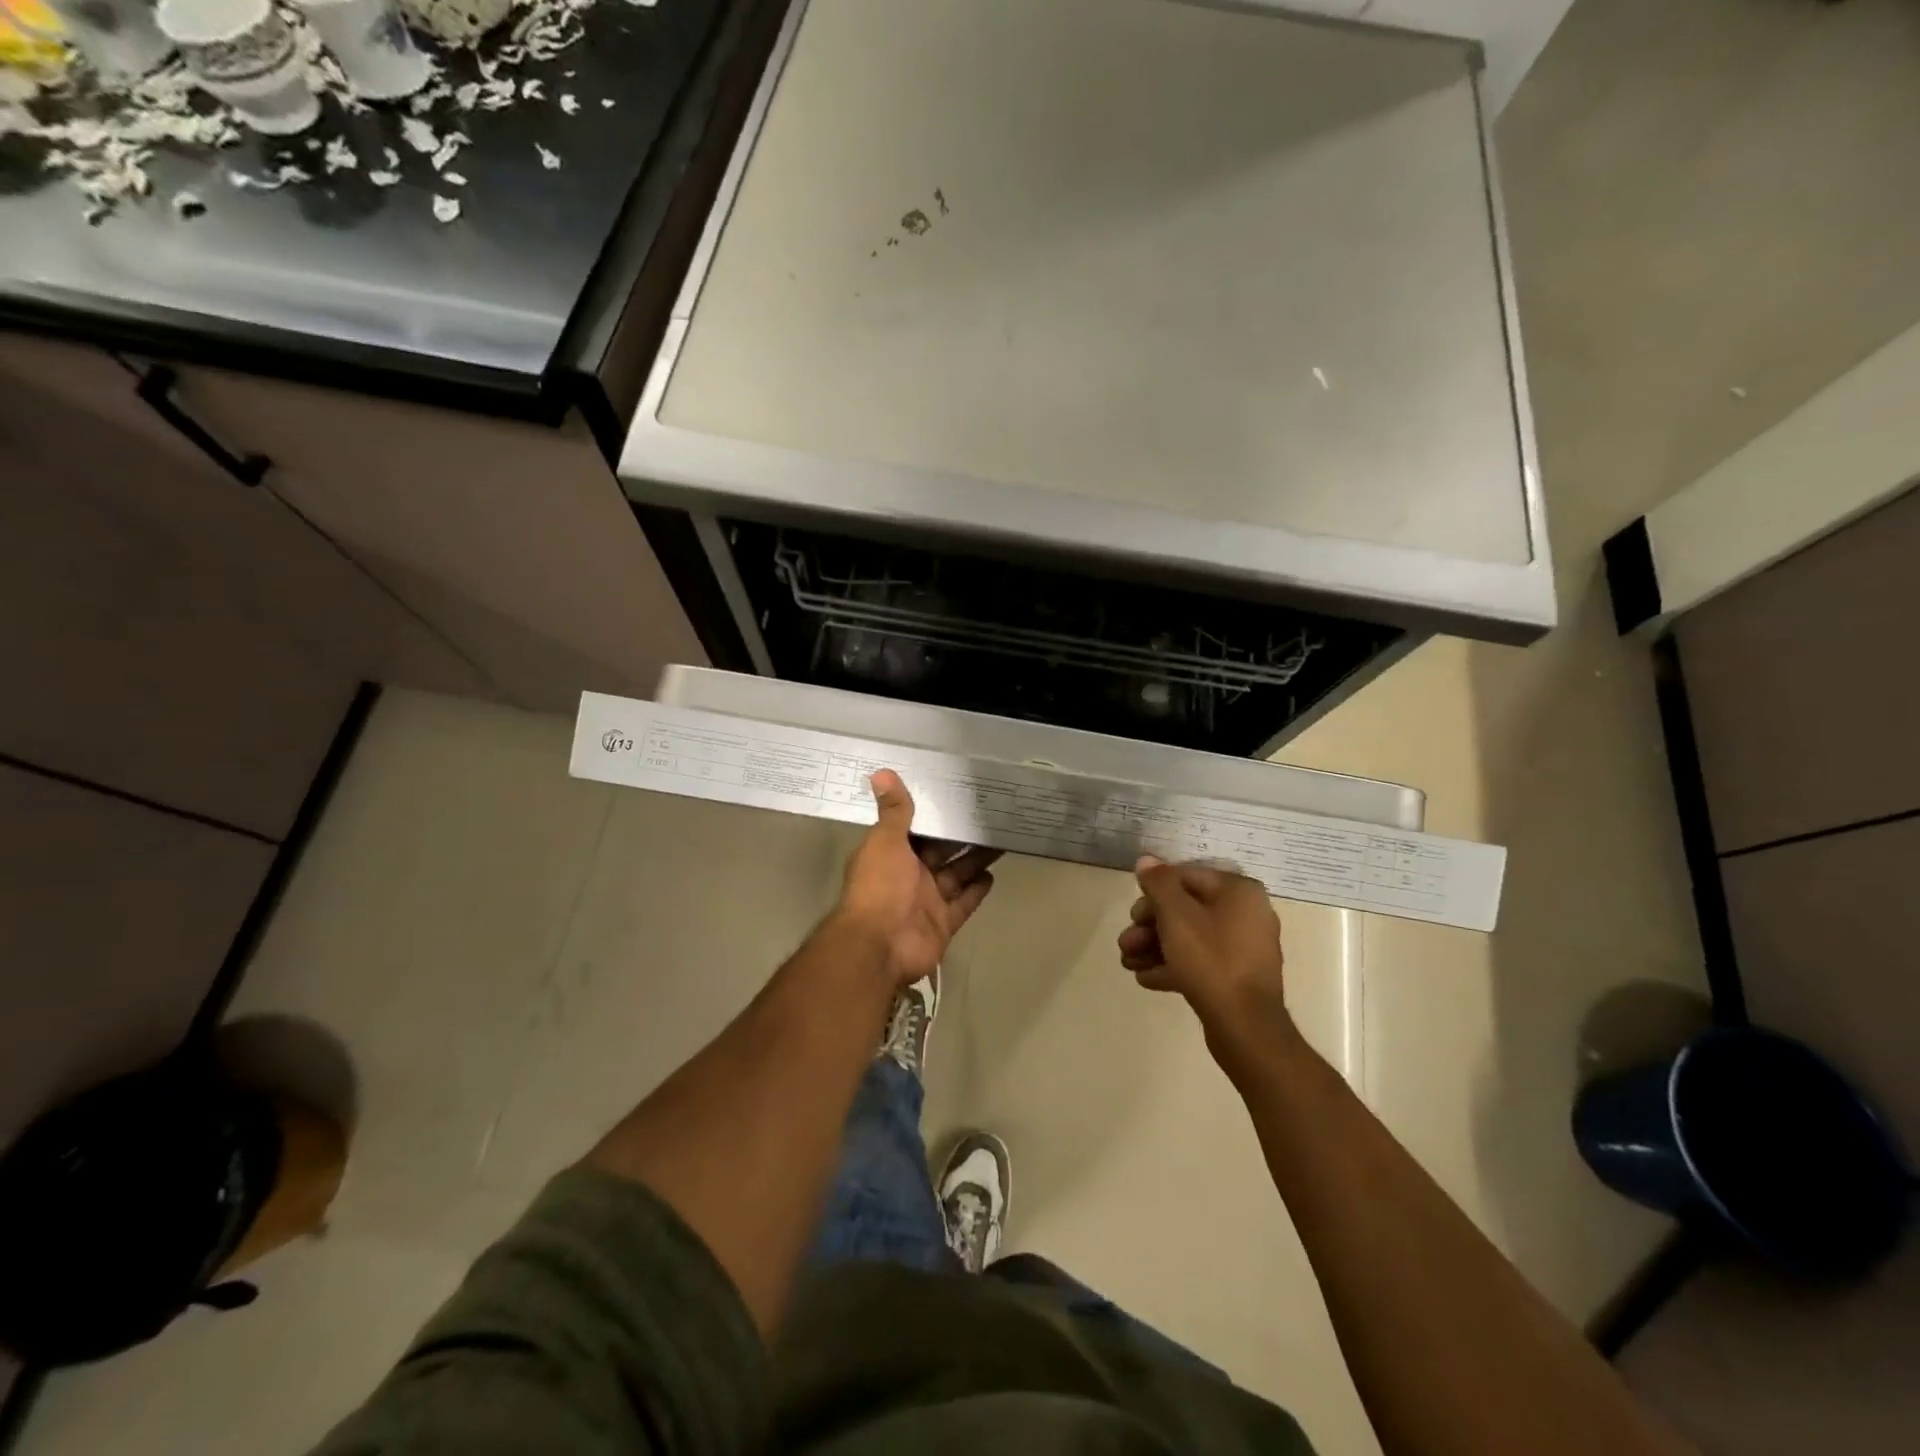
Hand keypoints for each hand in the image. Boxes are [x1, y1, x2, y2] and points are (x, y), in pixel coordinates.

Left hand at [838, 770, 997, 984]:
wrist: (880, 945)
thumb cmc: (879, 887)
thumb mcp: (885, 841)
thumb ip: (893, 811)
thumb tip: (881, 771)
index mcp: (891, 854)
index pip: (915, 829)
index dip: (933, 814)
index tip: (956, 794)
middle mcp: (909, 875)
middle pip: (940, 851)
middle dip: (961, 835)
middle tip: (989, 813)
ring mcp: (927, 901)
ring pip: (957, 875)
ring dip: (976, 859)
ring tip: (1001, 837)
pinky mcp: (944, 922)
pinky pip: (964, 903)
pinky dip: (977, 890)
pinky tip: (994, 874)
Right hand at [1119, 857, 1292, 1050]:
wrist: (1245, 1027)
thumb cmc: (1210, 960)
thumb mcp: (1176, 915)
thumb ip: (1159, 883)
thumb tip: (1146, 860)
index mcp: (1239, 891)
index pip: (1186, 876)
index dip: (1154, 892)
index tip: (1133, 914)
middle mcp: (1246, 913)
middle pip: (1185, 908)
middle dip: (1150, 925)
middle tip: (1127, 941)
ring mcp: (1244, 947)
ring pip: (1189, 936)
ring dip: (1155, 946)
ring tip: (1128, 963)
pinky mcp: (1237, 976)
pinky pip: (1200, 961)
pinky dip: (1174, 965)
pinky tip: (1147, 978)